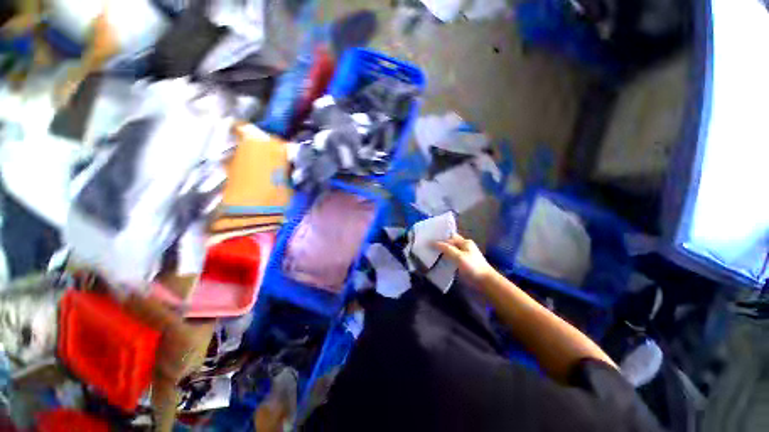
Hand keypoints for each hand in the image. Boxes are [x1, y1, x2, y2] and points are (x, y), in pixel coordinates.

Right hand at [434, 234, 494, 286]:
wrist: (485, 283)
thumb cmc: (473, 267)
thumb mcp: (459, 256)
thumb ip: (447, 249)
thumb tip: (433, 243)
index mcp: (465, 242)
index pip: (449, 237)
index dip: (439, 238)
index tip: (428, 239)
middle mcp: (464, 247)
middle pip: (450, 243)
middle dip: (439, 244)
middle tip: (426, 245)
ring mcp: (463, 256)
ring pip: (450, 251)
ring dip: (441, 252)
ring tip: (429, 253)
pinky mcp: (462, 264)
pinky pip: (451, 259)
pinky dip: (445, 259)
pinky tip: (437, 261)